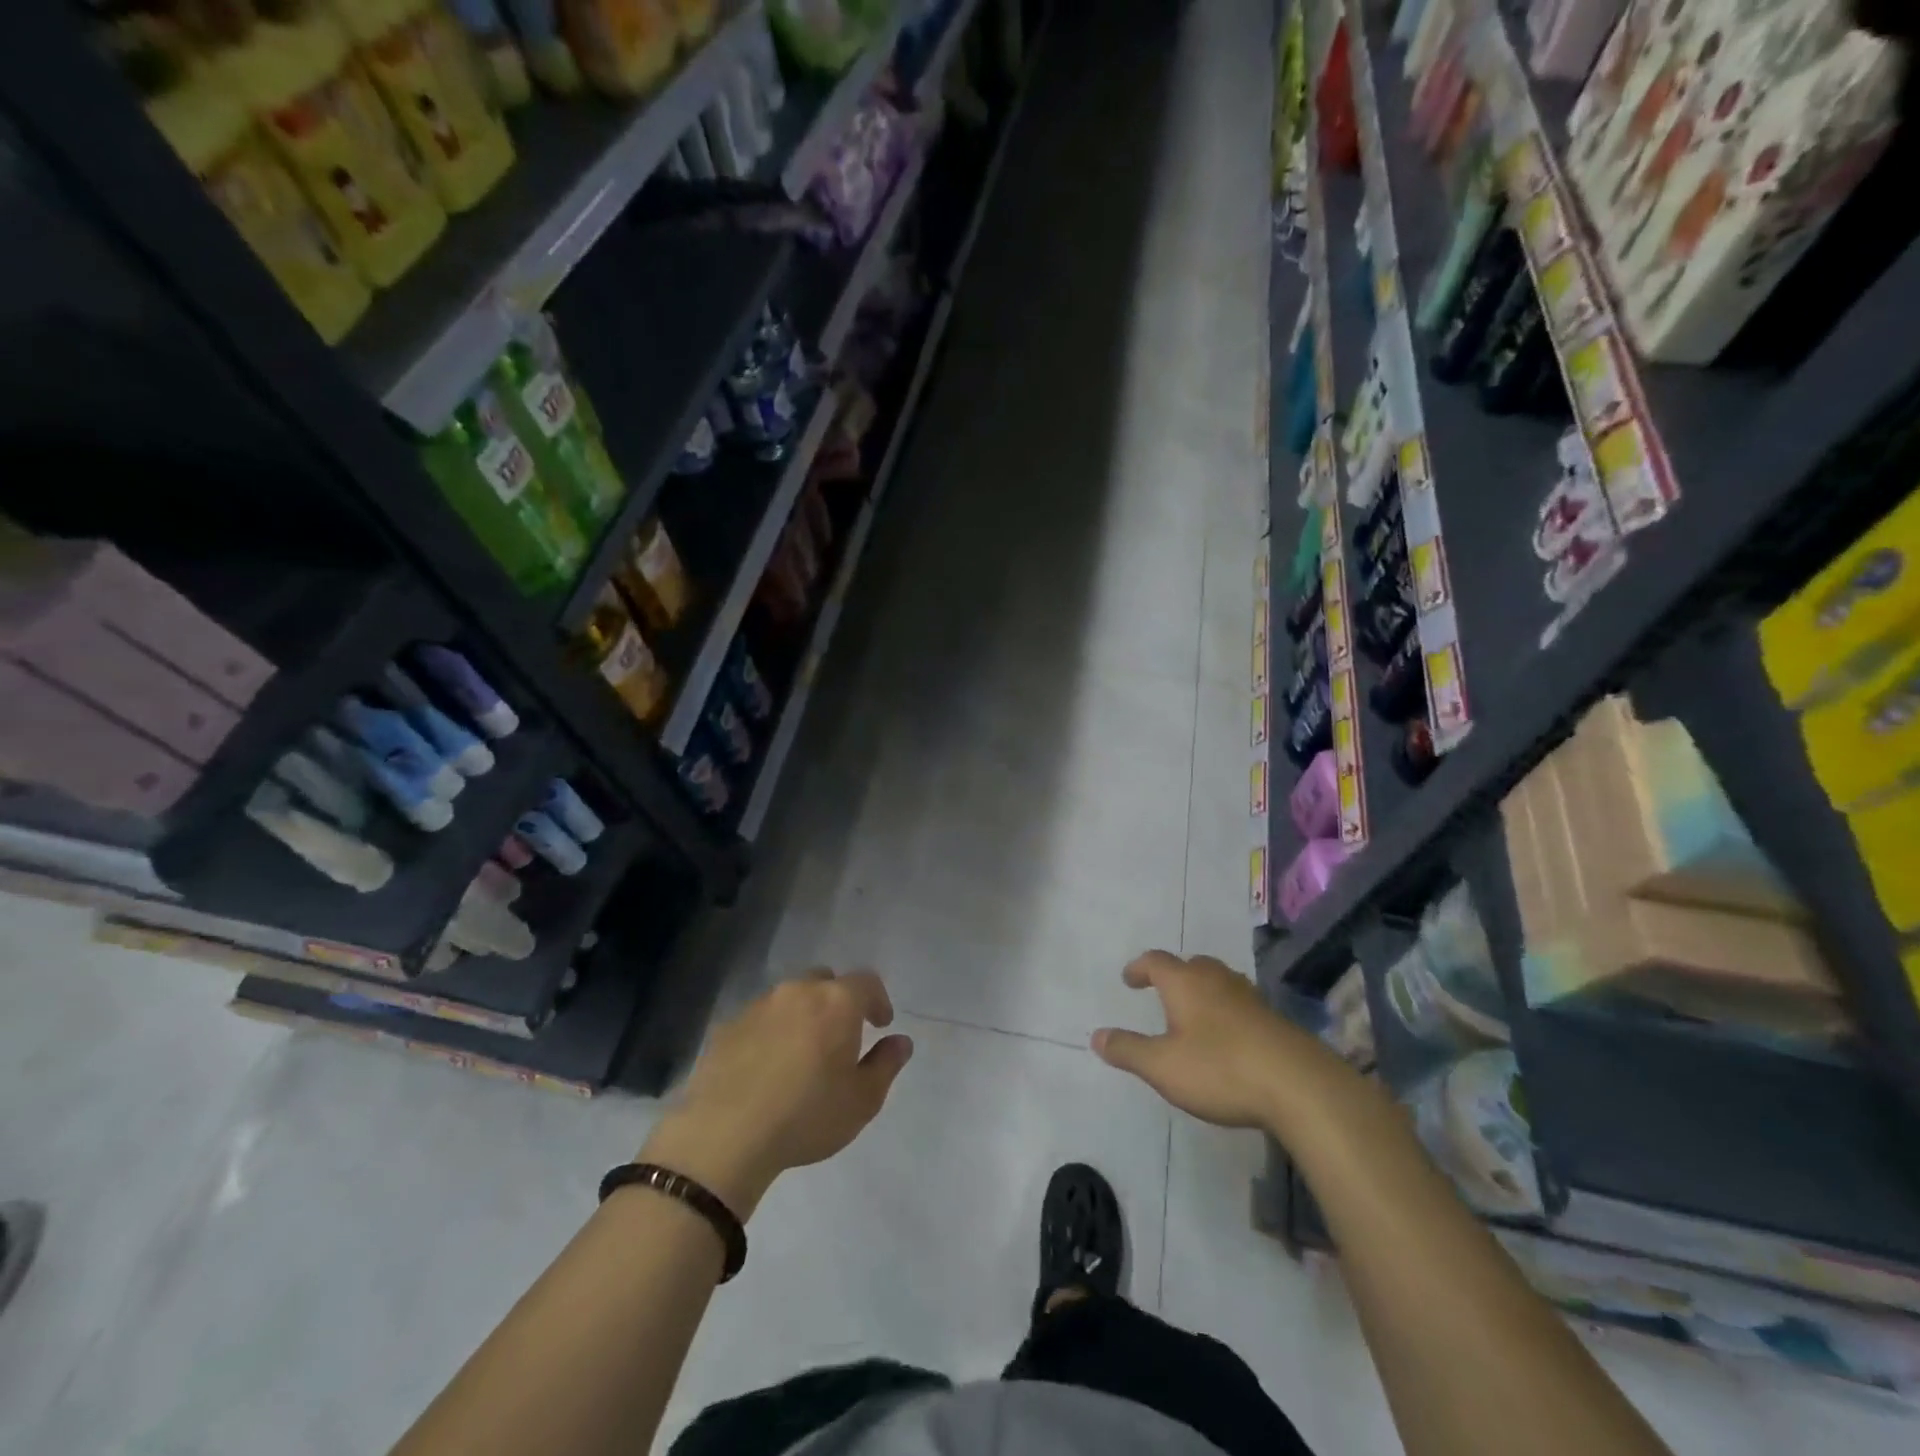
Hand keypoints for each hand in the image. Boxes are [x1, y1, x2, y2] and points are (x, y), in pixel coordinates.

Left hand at [640, 970, 912, 1218]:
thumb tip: (901, 1041)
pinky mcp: (728, 1025)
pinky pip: (760, 1019)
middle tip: (841, 1035)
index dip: (878, 1000)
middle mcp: (799, 992)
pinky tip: (767, 1066)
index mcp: (837, 1002)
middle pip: (825, 982)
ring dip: (802, 1015)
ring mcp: (759, 1005)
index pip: (867, 981)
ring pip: (790, 998)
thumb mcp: (862, 1100)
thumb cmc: (806, 1115)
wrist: (724, 1135)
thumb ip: (886, 1064)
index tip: (880, 1024)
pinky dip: (771, 1032)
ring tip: (802, 1053)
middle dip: (838, 1001)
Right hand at [1092, 951, 1355, 1129]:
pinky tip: (1229, 1036)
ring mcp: (1250, 997)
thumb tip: (1096, 1036)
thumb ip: (1128, 1050)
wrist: (1300, 1086)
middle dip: (1175, 975)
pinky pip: (1241, 1004)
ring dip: (1204, 990)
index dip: (1139, 968)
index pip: (1155, 961)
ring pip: (1220, 981)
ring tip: (1195, 1011)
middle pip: (1192, 965)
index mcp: (1185, 982)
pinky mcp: (1274, 1020)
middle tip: (1163, 991)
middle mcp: (1216, 980)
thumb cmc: (1220, 1068)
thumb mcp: (1162, 1066)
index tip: (1129, 979)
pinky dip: (1227, 1011)